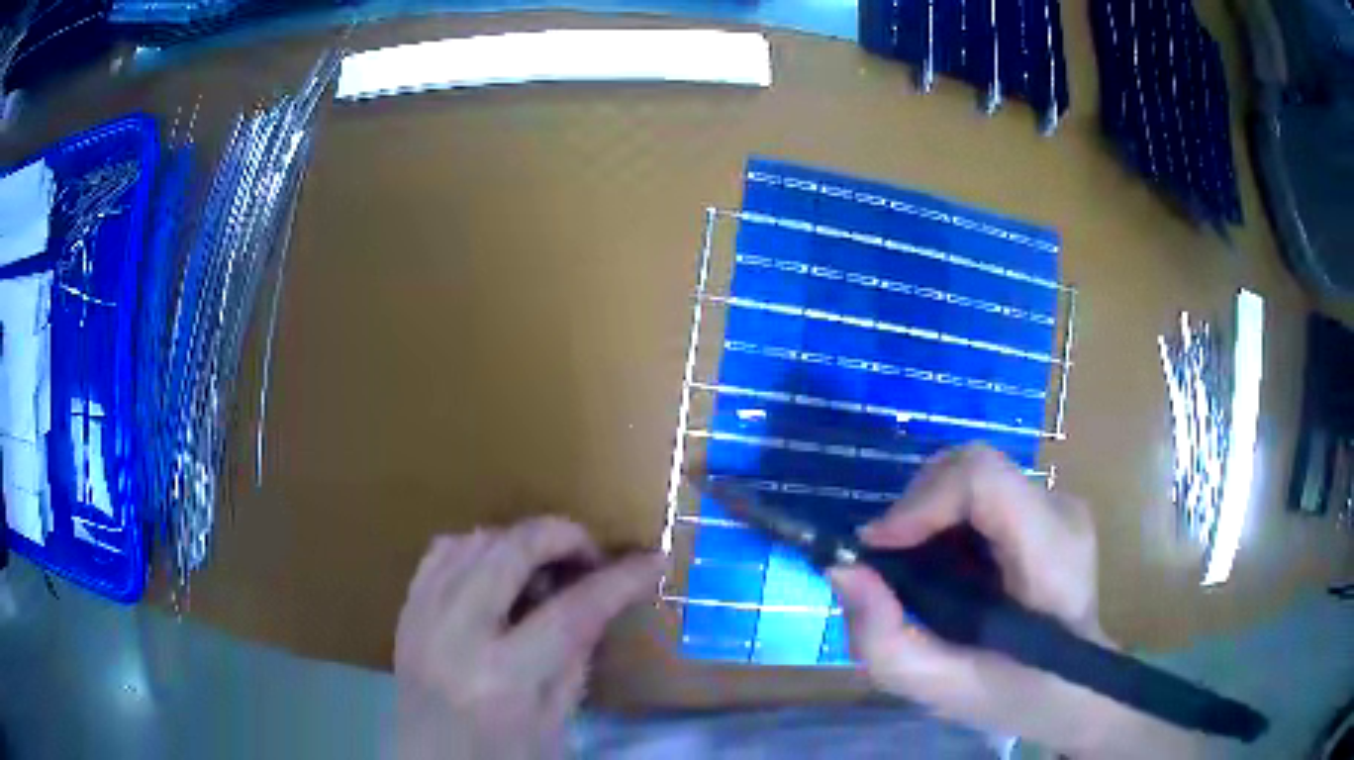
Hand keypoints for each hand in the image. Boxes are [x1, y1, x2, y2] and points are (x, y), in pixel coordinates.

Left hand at [394, 517, 662, 759]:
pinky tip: (497, 571)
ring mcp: (422, 617)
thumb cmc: (502, 758)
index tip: (652, 561)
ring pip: (474, 539)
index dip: (619, 580)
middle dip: (563, 537)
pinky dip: (478, 548)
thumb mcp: (557, 722)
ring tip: (544, 568)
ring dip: (519, 541)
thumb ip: (577, 656)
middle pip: (511, 551)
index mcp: (504, 679)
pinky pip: (441, 551)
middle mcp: (456, 636)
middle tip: (591, 556)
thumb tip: (599, 600)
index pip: (572, 611)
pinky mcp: (405, 611)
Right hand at [828, 444, 1201, 758]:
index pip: (983, 478)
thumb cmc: (1013, 693)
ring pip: (973, 475)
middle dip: (916, 508)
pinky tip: (947, 566)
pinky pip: (983, 492)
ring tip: (916, 572)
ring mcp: (1060, 502)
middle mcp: (1061, 510)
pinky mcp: (1048, 506)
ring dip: (929, 515)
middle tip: (888, 565)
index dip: (920, 501)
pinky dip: (947, 520)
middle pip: (973, 466)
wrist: (1075, 686)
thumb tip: (844, 569)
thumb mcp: (938, 688)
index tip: (877, 548)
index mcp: (1051, 554)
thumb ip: (884, 639)